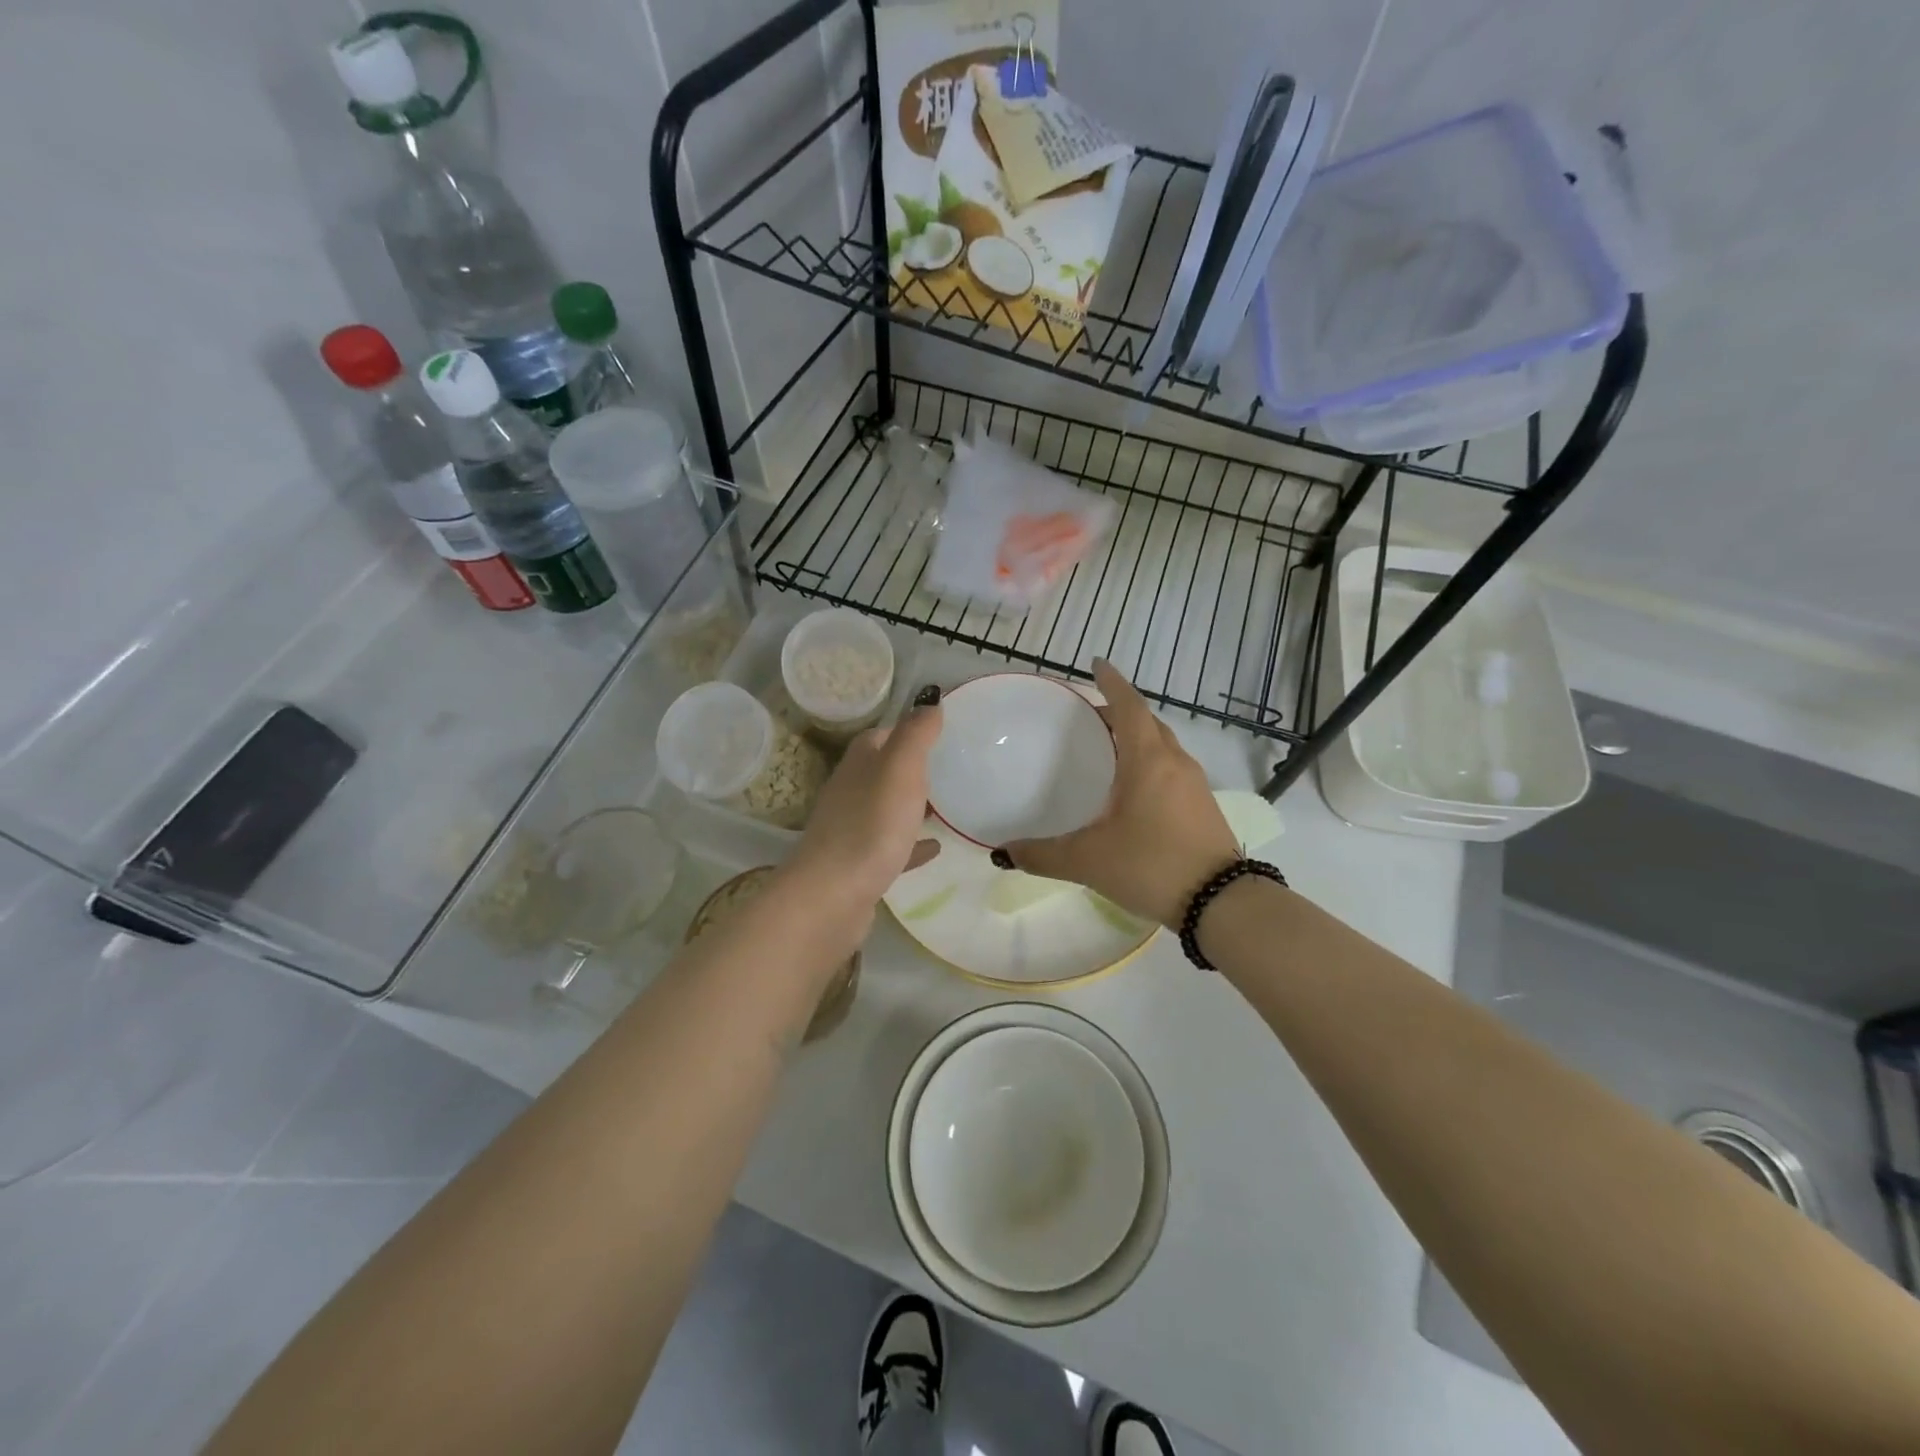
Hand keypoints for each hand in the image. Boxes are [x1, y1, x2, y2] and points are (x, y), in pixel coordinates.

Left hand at [784, 701, 942, 917]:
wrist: (833, 896)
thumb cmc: (871, 825)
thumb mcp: (900, 768)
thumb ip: (916, 733)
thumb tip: (929, 699)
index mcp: (859, 764)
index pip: (882, 736)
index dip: (908, 731)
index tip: (940, 732)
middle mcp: (851, 792)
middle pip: (882, 772)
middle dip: (911, 768)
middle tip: (949, 768)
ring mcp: (852, 830)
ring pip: (886, 809)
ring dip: (910, 806)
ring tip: (945, 806)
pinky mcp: (859, 866)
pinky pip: (892, 847)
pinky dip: (912, 844)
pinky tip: (935, 848)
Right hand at [1000, 661, 1238, 928]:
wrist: (1222, 904)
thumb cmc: (1152, 866)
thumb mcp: (1089, 860)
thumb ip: (1042, 855)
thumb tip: (1003, 854)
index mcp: (1148, 760)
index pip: (1129, 706)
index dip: (1112, 682)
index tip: (1097, 664)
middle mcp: (1174, 762)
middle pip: (1147, 722)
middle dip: (1120, 711)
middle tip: (1089, 715)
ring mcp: (1194, 784)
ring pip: (1163, 745)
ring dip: (1137, 736)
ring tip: (1108, 748)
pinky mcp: (1203, 805)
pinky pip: (1172, 767)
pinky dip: (1150, 761)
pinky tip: (1133, 788)